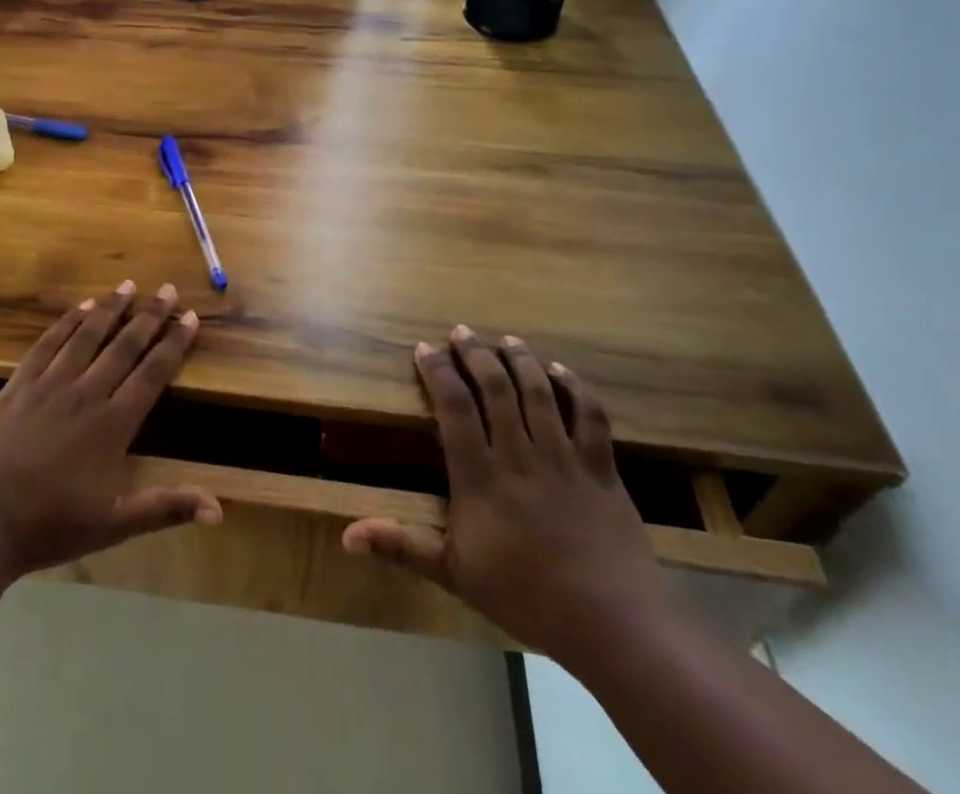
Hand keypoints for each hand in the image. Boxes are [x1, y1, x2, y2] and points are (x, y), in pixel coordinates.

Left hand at [0, 281, 220, 578]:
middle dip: (149, 316)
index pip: (152, 374)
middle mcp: (86, 394)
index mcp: (113, 424)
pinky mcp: (19, 384)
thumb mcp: (114, 525)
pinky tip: (80, 307)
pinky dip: (67, 323)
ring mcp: (50, 385)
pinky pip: (48, 344)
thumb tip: (219, 510)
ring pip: (87, 336)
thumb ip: (165, 508)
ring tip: (128, 286)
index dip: (174, 344)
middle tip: (167, 289)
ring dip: (111, 309)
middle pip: (124, 346)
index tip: (189, 317)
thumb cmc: (51, 524)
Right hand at [343, 326, 671, 663]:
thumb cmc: (525, 598)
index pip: (453, 407)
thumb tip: (347, 535)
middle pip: (495, 388)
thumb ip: (402, 546)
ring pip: (538, 392)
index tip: (425, 348)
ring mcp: (563, 458)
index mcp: (480, 476)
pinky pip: (589, 416)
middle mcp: (519, 455)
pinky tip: (561, 372)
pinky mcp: (600, 468)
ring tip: (506, 339)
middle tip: (461, 332)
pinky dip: (575, 388)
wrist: (612, 626)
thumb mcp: (454, 575)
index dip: (438, 371)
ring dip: (520, 359)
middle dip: (475, 354)